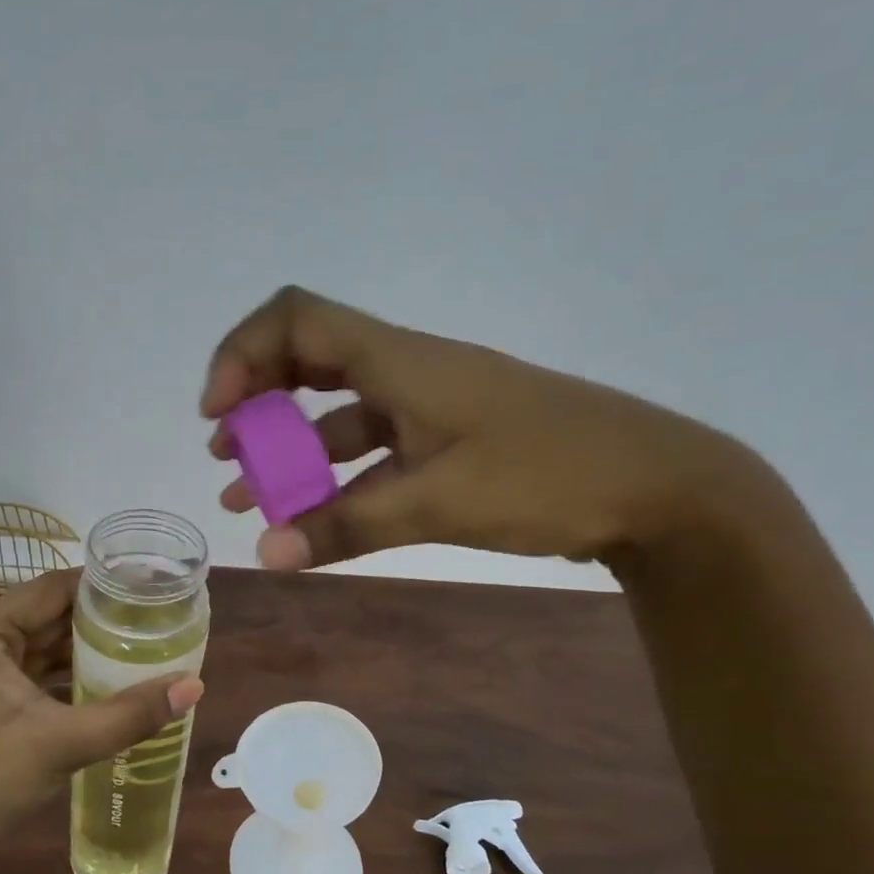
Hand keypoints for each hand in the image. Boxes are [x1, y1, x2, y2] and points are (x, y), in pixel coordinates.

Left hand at [0, 570, 204, 861]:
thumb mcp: (62, 744)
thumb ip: (131, 714)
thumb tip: (195, 686)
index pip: (51, 588)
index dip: (102, 587)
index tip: (150, 591)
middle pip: (42, 616)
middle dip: (96, 622)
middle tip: (152, 624)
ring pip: (32, 647)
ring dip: (78, 652)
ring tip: (136, 651)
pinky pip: (19, 674)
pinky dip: (55, 678)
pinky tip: (96, 688)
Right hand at [203, 286, 762, 570]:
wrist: (656, 486)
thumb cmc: (548, 475)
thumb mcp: (438, 502)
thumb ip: (346, 526)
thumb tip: (264, 555)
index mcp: (399, 361)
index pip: (297, 318)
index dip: (243, 353)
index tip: (217, 413)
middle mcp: (405, 373)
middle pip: (308, 361)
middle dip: (256, 403)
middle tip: (225, 452)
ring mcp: (427, 410)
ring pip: (336, 416)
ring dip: (288, 451)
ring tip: (245, 495)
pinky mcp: (446, 445)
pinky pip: (371, 454)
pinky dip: (334, 481)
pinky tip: (312, 519)